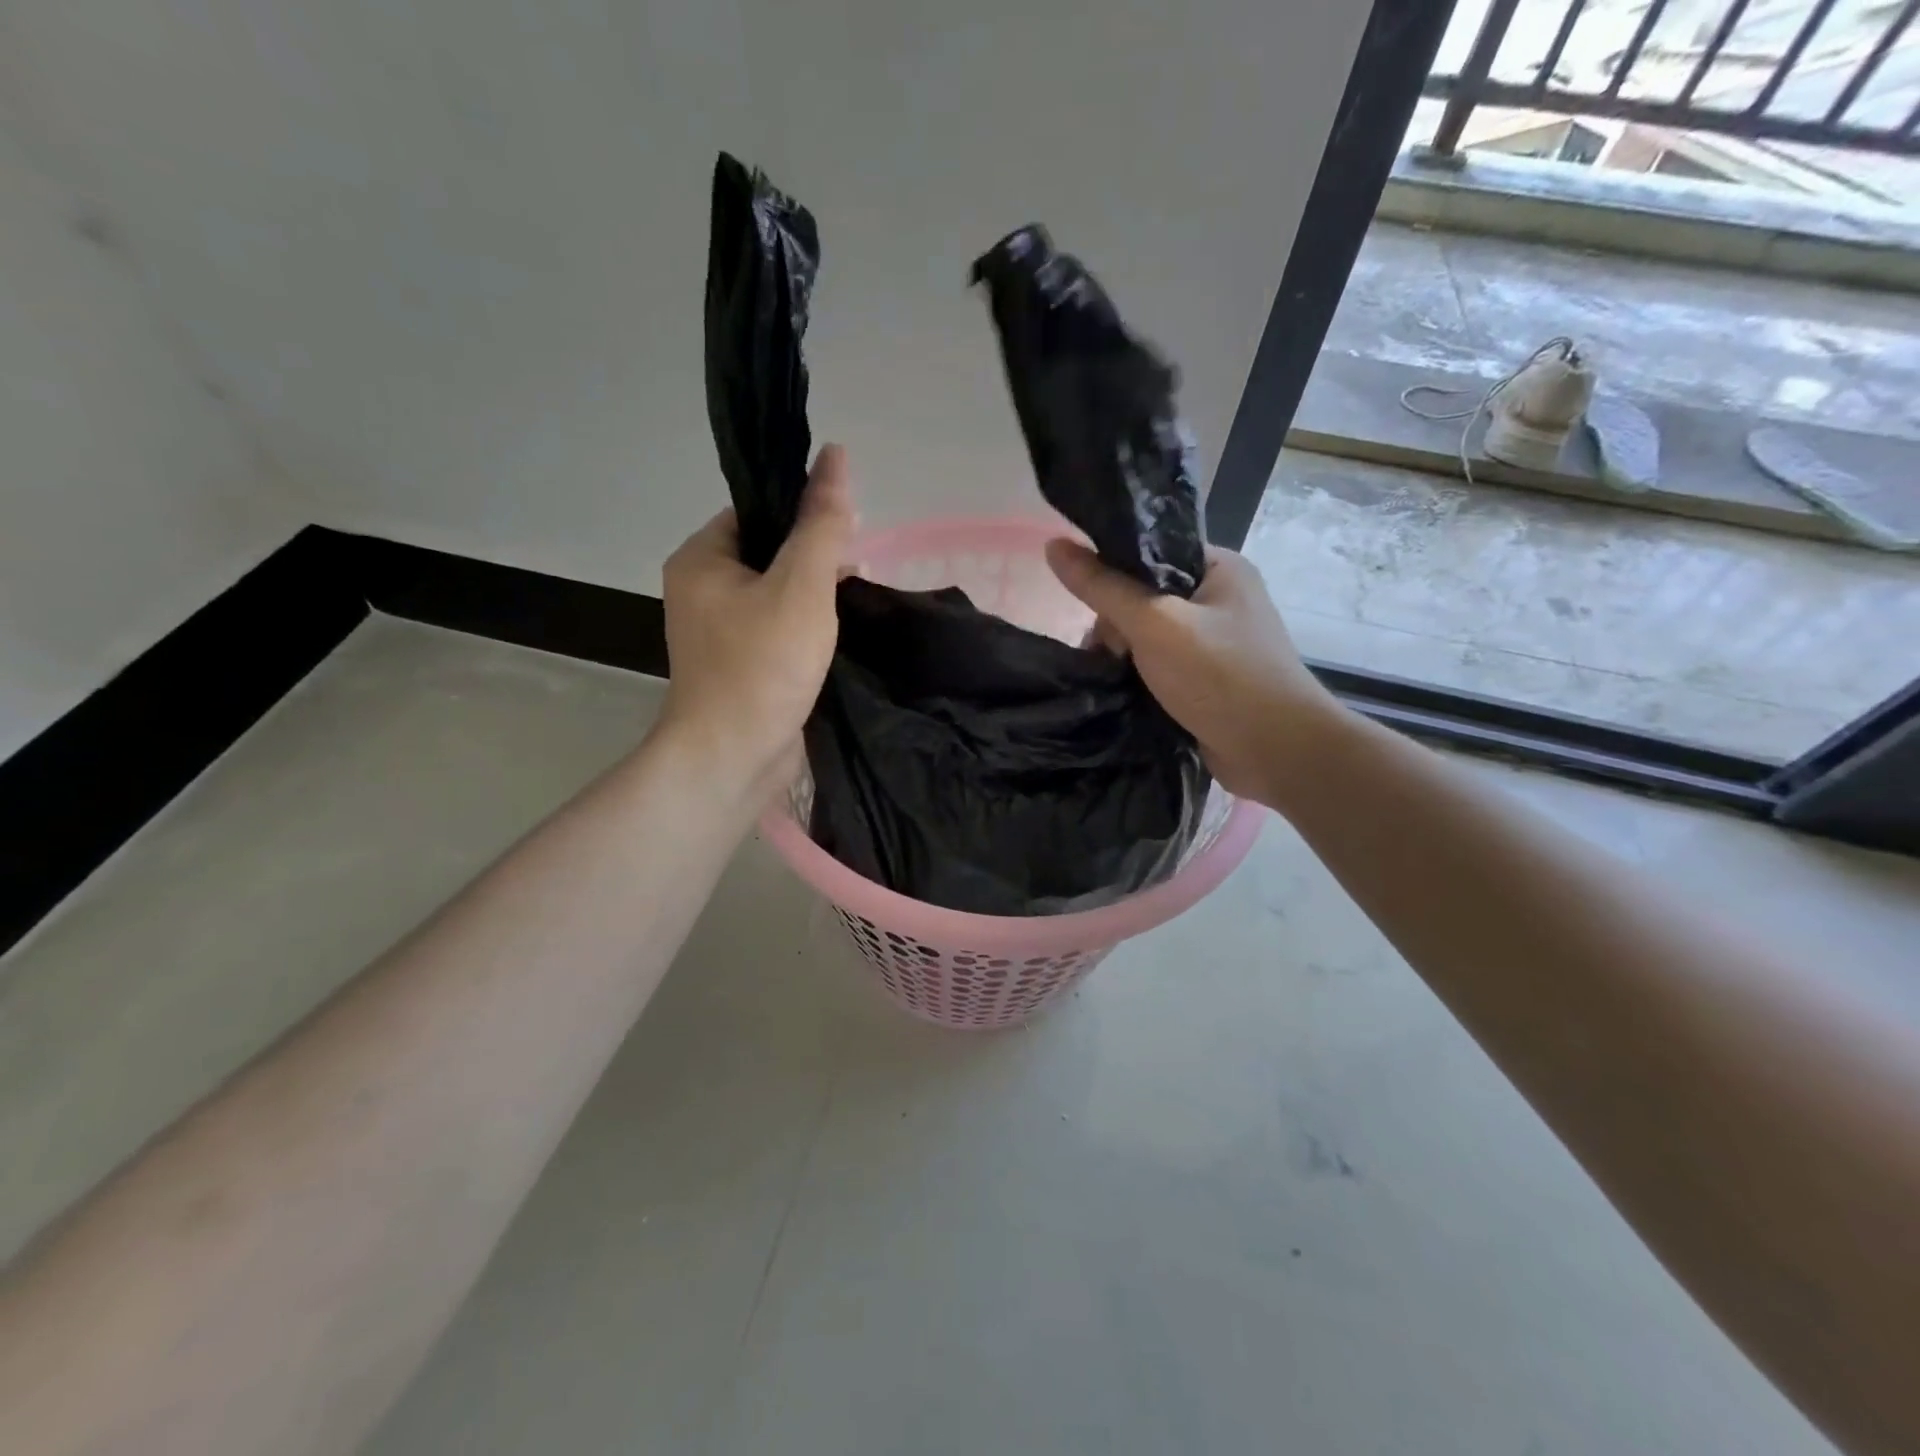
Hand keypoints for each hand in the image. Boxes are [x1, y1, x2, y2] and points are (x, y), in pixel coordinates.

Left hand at [657, 444, 854, 804]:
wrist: (734, 758)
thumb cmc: (762, 665)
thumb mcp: (802, 586)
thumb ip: (822, 524)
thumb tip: (837, 456)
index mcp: (701, 559)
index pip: (756, 513)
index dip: (802, 514)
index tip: (846, 532)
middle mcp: (702, 591)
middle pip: (768, 553)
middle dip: (815, 559)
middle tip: (857, 572)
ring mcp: (720, 633)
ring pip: (777, 595)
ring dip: (815, 597)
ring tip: (855, 605)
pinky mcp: (741, 666)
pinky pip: (778, 631)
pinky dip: (807, 630)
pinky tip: (839, 637)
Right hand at [1044, 540, 1345, 810]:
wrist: (1277, 751)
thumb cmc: (1220, 676)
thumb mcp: (1154, 623)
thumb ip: (1102, 587)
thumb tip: (1053, 546)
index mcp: (1218, 567)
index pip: (1150, 552)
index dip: (1112, 573)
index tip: (1090, 606)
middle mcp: (1220, 599)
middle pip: (1143, 596)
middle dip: (1116, 626)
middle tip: (1110, 654)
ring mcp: (1216, 643)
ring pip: (1148, 636)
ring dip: (1125, 657)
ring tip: (1111, 677)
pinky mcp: (1208, 680)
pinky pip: (1160, 668)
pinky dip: (1140, 678)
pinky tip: (1122, 692)